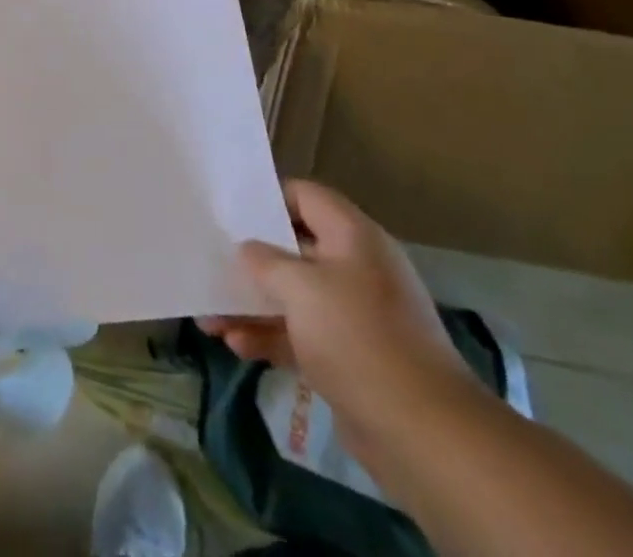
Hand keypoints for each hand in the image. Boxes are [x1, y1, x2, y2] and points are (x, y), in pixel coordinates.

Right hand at [202, 181, 480, 457]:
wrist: (423, 434)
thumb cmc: (358, 338)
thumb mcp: (301, 288)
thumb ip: (266, 262)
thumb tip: (248, 249)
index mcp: (353, 237)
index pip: (306, 197)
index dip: (267, 198)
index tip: (230, 211)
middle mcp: (356, 268)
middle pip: (295, 249)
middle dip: (251, 261)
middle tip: (211, 263)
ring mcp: (355, 316)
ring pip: (294, 297)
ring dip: (253, 305)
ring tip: (209, 317)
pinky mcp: (351, 358)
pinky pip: (302, 335)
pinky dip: (270, 337)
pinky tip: (235, 346)